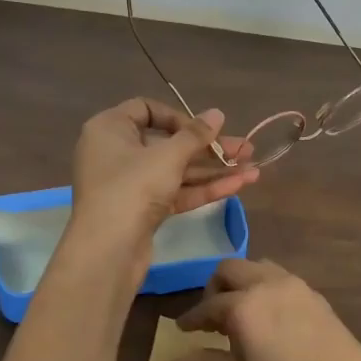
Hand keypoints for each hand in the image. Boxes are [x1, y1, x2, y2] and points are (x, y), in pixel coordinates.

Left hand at [70, 98, 258, 241]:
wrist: (108, 251)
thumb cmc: (132, 187)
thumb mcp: (168, 156)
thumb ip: (196, 134)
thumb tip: (217, 114)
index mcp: (110, 129)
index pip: (145, 109)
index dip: (178, 117)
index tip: (203, 129)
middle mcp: (117, 152)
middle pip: (168, 143)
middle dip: (209, 148)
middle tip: (245, 149)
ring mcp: (130, 184)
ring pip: (176, 170)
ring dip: (213, 170)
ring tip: (253, 170)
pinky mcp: (142, 210)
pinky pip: (175, 192)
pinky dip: (203, 189)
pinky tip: (238, 186)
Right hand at [173, 259, 360, 360]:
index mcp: (246, 305)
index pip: (208, 305)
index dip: (192, 319)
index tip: (181, 331)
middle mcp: (269, 284)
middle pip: (231, 269)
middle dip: (215, 289)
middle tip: (210, 321)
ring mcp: (298, 287)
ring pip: (259, 269)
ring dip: (243, 284)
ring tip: (239, 320)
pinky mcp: (318, 297)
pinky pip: (282, 280)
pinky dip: (266, 290)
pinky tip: (268, 323)